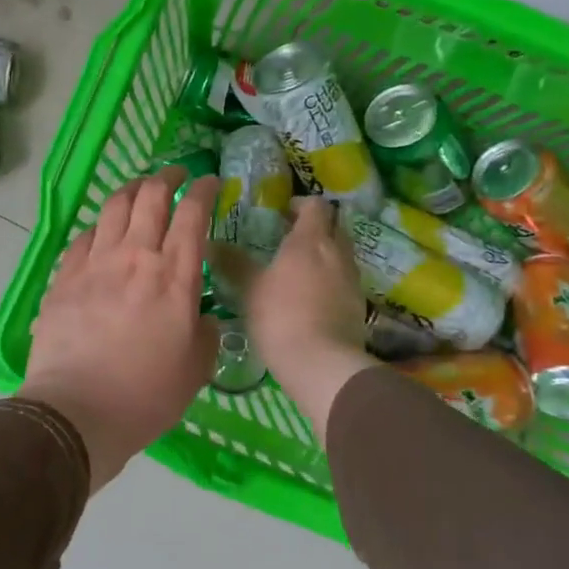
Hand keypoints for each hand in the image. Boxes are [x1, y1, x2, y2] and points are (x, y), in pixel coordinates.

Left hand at [21, 168, 219, 492]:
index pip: (193, 214)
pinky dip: (98, 226)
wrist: (77, 411)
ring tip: (139, 189)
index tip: (210, 182)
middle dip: (167, 177)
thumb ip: (206, 334)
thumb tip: (203, 318)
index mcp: (174, 275)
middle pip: (151, 196)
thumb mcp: (196, 369)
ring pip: (113, 206)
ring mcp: (95, 263)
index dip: (204, 190)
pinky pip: (83, 237)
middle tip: (176, 175)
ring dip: (131, 190)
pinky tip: (101, 232)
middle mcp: (135, 256)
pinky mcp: (64, 277)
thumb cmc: (146, 394)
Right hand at [247, 198, 377, 444]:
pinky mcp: (358, 306)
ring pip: (342, 254)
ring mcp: (352, 280)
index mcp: (310, 240)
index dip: (301, 204)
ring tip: (299, 270)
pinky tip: (312, 298)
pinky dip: (331, 281)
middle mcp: (337, 253)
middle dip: (316, 227)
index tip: (283, 213)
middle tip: (291, 239)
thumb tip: (210, 243)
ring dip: (325, 255)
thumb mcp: (249, 288)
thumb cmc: (281, 316)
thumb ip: (233, 263)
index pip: (316, 206)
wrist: (322, 364)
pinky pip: (345, 281)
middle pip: (335, 226)